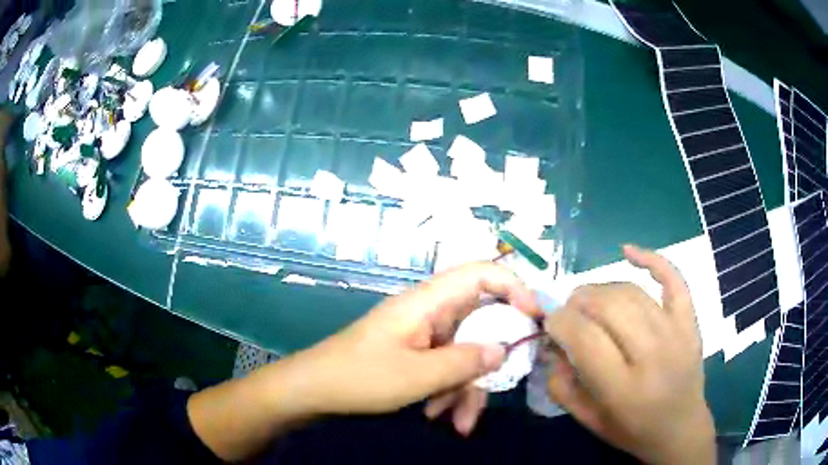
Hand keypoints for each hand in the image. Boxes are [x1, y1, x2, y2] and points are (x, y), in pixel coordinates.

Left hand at [294, 262, 539, 433]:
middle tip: (501, 387)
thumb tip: (504, 349)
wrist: (315, 390)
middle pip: (478, 324)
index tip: (533, 318)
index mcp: (428, 302)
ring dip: (467, 388)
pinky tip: (440, 417)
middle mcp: (429, 313)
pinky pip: (445, 366)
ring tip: (460, 423)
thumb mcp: (418, 376)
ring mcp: (423, 335)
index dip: (514, 287)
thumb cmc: (361, 378)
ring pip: (463, 353)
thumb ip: (466, 362)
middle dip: (489, 361)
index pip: (480, 273)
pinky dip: (448, 391)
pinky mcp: (415, 353)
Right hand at [544, 245, 714, 464]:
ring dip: (601, 288)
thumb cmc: (632, 429)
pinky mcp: (690, 320)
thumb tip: (552, 344)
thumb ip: (562, 385)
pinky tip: (627, 251)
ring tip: (589, 299)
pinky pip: (673, 279)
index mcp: (623, 389)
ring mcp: (676, 332)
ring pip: (632, 292)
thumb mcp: (588, 420)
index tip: (551, 323)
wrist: (681, 428)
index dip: (560, 321)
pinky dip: (651, 259)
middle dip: (577, 302)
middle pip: (608, 306)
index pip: (585, 337)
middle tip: (568, 312)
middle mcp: (652, 355)